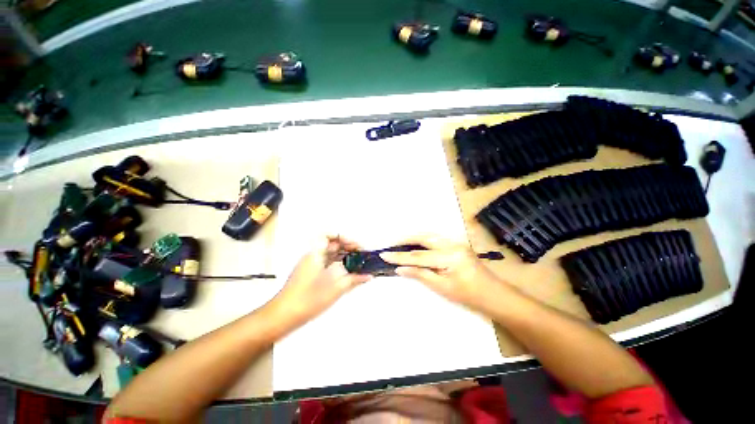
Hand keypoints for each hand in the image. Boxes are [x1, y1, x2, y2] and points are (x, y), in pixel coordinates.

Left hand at [270, 235, 371, 323]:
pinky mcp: (311, 277)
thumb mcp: (335, 287)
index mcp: (315, 254)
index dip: (343, 237)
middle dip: (348, 248)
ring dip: (345, 258)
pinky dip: (340, 267)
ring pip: (331, 256)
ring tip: (359, 264)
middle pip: (332, 246)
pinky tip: (349, 274)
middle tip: (362, 255)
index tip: (355, 246)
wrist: (283, 317)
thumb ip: (354, 279)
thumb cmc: (309, 298)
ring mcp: (311, 267)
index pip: (328, 236)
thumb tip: (368, 275)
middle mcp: (313, 257)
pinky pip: (328, 266)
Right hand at [380, 235, 509, 312]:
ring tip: (400, 244)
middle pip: (423, 237)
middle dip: (405, 239)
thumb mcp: (442, 288)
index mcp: (449, 256)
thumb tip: (400, 269)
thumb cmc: (469, 296)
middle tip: (391, 244)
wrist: (494, 295)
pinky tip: (416, 245)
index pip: (418, 255)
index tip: (384, 254)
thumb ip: (420, 274)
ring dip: (414, 238)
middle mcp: (452, 244)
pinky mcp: (457, 244)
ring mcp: (456, 242)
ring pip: (429, 236)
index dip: (399, 256)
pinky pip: (436, 239)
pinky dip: (423, 241)